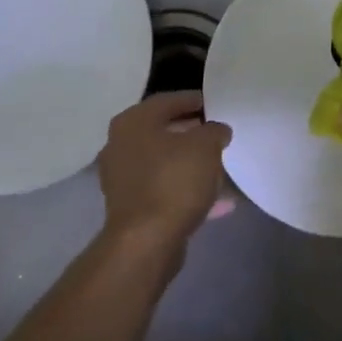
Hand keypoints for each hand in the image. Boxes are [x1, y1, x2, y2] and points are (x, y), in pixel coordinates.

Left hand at [97, 91, 232, 247]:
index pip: (166, 101)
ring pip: (164, 163)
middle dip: (192, 133)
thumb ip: (214, 131)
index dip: (193, 100)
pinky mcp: (131, 207)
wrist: (146, 240)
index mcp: (133, 123)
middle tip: (217, 133)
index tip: (215, 104)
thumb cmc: (173, 181)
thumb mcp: (205, 147)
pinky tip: (218, 201)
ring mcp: (123, 179)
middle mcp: (121, 146)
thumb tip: (216, 130)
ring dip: (190, 164)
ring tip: (220, 166)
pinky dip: (188, 191)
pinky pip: (165, 190)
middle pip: (162, 132)